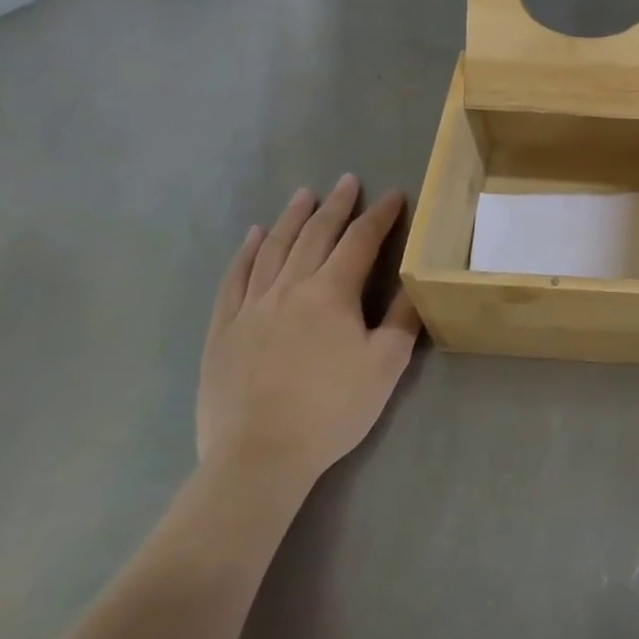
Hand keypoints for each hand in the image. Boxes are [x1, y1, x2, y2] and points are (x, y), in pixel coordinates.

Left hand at [198, 177, 420, 492]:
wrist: (258, 457)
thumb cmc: (332, 410)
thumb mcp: (385, 365)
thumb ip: (402, 319)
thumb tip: (416, 283)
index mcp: (331, 293)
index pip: (360, 241)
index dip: (379, 215)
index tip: (393, 195)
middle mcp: (290, 288)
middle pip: (315, 235)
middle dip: (336, 206)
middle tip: (347, 181)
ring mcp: (251, 306)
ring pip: (274, 249)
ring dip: (292, 218)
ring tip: (304, 195)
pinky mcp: (223, 329)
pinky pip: (235, 279)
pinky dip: (247, 252)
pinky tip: (255, 236)